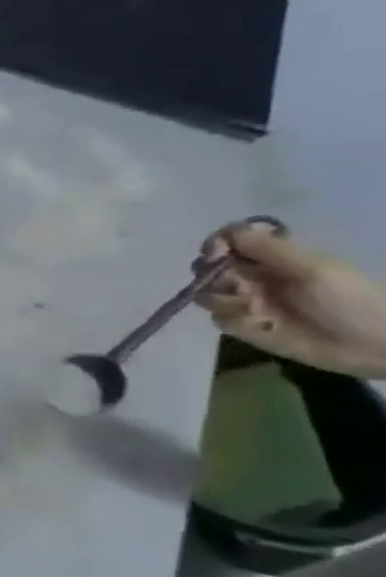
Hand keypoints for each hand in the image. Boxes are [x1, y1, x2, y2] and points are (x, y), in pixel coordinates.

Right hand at [198, 224, 385, 378]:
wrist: (369, 344)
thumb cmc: (348, 301)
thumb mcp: (313, 269)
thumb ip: (270, 249)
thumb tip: (229, 232)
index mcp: (273, 258)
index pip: (230, 240)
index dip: (216, 243)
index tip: (215, 253)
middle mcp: (254, 277)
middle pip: (208, 267)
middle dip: (212, 275)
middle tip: (236, 286)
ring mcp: (246, 302)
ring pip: (207, 294)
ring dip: (224, 300)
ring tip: (254, 310)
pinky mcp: (243, 326)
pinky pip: (218, 319)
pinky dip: (234, 321)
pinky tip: (258, 325)